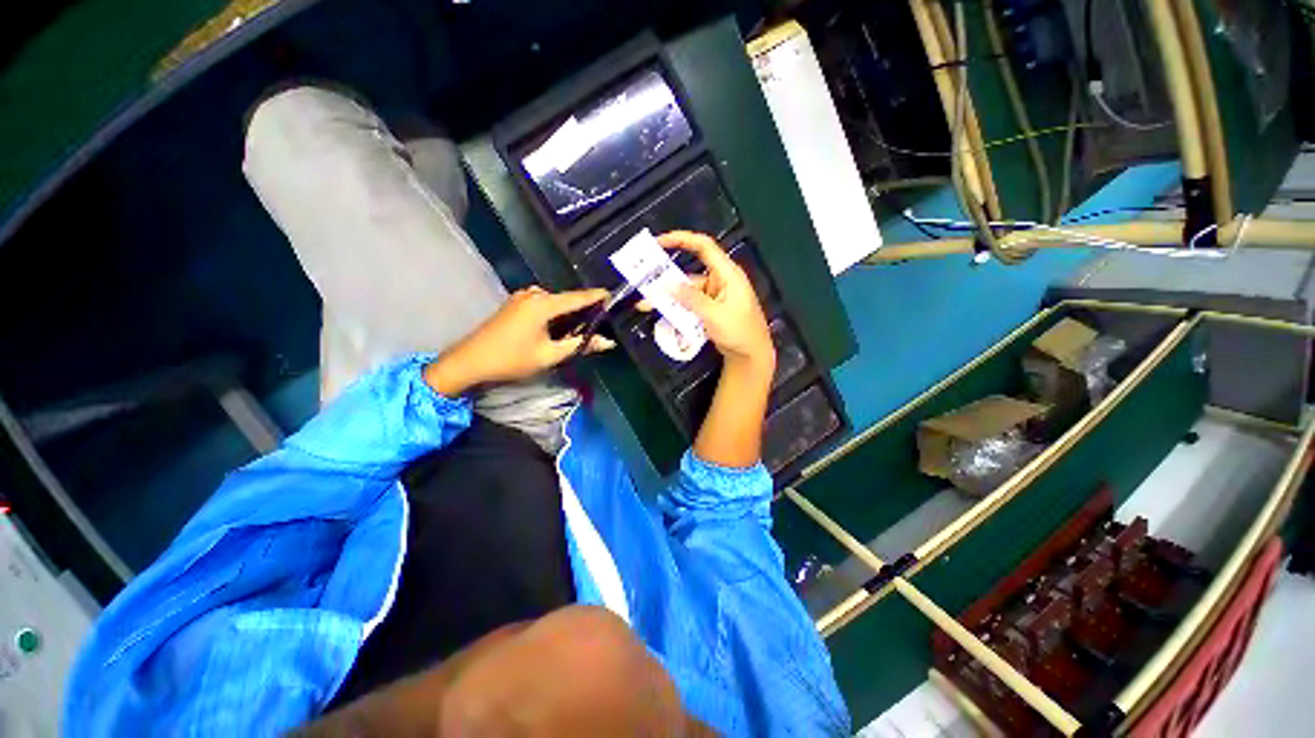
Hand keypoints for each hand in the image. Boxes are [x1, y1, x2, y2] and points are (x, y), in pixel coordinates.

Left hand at [424, 287, 614, 395]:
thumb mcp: (550, 355)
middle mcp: (534, 294)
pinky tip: (562, 325)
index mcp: (543, 303)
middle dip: (585, 307)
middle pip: (567, 299)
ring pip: (555, 302)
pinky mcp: (516, 303)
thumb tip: (608, 342)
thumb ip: (580, 345)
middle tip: (603, 318)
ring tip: (586, 324)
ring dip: (570, 312)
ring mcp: (522, 297)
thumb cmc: (512, 359)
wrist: (470, 361)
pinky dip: (557, 313)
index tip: (616, 296)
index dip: (598, 297)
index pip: (578, 297)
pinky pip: (544, 304)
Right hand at [657, 231, 773, 372]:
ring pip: (686, 292)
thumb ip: (691, 299)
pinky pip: (689, 304)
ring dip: (668, 298)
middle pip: (689, 273)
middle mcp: (720, 281)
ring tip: (645, 305)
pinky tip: (661, 314)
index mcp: (727, 274)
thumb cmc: (740, 333)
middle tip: (643, 281)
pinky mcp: (710, 309)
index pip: (704, 247)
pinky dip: (677, 308)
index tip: (658, 241)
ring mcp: (714, 296)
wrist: (752, 356)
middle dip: (666, 278)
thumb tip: (666, 285)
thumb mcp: (714, 315)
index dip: (681, 239)